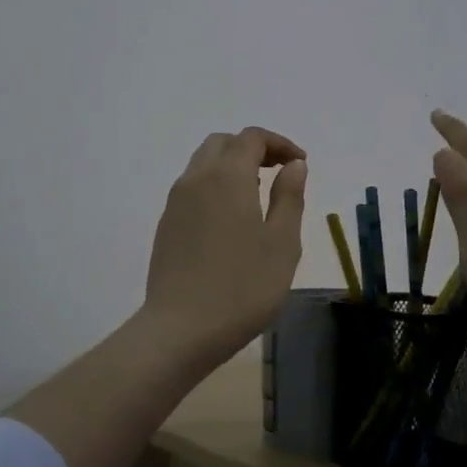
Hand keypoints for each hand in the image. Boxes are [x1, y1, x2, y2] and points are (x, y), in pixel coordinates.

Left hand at [143, 126, 308, 364]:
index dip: (279, 143)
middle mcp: (196, 179)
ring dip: (232, 166)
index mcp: (227, 177)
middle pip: (222, 143)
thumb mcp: (282, 243)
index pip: (251, 138)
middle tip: (279, 172)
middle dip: (252, 148)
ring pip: (203, 164)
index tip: (300, 164)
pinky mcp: (166, 225)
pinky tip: (231, 219)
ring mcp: (175, 202)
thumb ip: (290, 197)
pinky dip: (215, 185)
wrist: (181, 328)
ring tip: (258, 195)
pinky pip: (192, 188)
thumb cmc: (243, 287)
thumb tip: (293, 165)